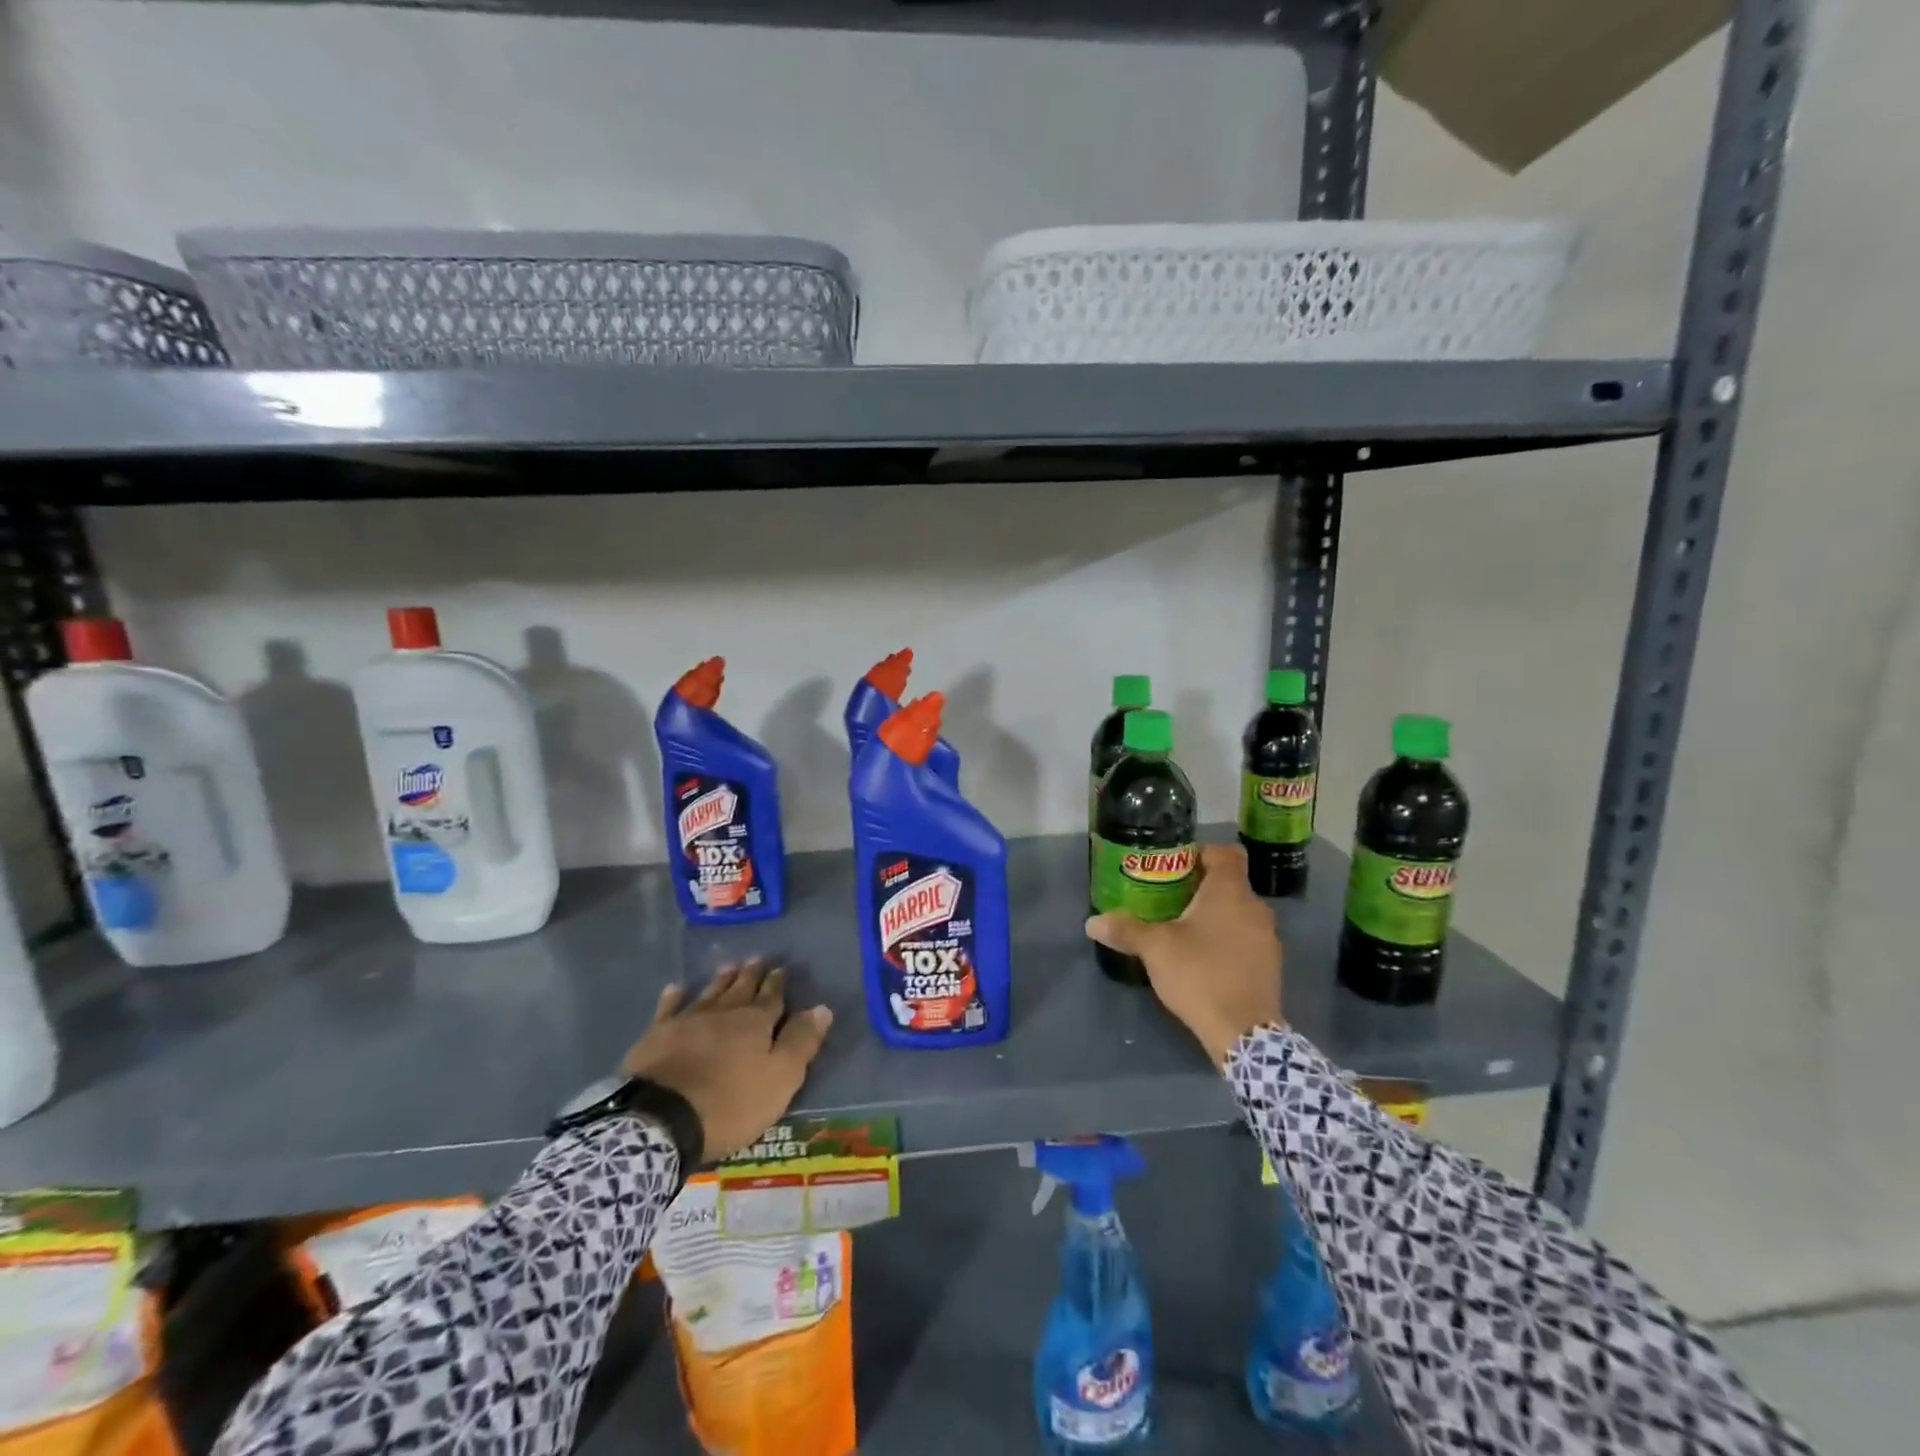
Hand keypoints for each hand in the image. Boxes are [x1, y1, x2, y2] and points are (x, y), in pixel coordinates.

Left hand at [621, 959, 832, 1162]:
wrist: (661, 1118)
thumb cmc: (730, 1103)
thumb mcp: (780, 1079)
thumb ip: (801, 1042)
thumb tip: (822, 1008)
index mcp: (756, 1022)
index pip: (771, 997)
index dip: (777, 984)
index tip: (780, 968)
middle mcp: (724, 1012)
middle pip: (741, 988)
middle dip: (751, 974)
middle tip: (756, 958)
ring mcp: (688, 1020)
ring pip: (710, 992)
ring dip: (721, 979)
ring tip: (728, 965)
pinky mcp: (657, 1035)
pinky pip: (669, 1008)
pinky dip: (674, 997)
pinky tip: (676, 988)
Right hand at [1086, 842, 1282, 1064]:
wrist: (1243, 1032)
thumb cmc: (1199, 973)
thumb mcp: (1154, 948)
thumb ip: (1125, 929)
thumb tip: (1092, 922)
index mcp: (1230, 891)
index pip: (1226, 852)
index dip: (1202, 853)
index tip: (1176, 866)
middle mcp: (1255, 906)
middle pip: (1230, 883)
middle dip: (1201, 888)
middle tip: (1170, 899)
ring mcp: (1268, 937)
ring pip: (1239, 912)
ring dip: (1216, 916)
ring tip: (1185, 931)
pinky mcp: (1271, 964)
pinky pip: (1247, 938)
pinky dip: (1228, 940)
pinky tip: (1205, 959)